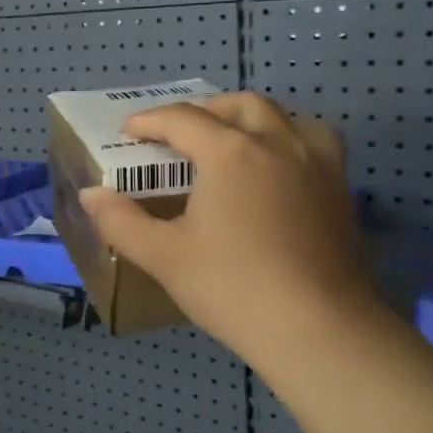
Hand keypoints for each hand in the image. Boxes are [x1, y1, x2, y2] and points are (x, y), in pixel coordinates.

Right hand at [79, 92, 372, 360]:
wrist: (318, 327)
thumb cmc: (233, 288)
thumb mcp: (165, 257)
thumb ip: (121, 221)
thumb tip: (91, 194)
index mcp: (230, 151)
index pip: (183, 119)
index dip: (150, 121)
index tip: (128, 130)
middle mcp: (277, 143)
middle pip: (239, 105)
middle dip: (205, 110)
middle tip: (182, 134)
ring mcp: (317, 163)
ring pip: (285, 116)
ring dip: (253, 118)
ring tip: (235, 140)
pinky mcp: (340, 189)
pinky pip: (316, 141)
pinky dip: (291, 138)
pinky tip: (282, 168)